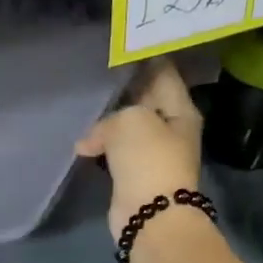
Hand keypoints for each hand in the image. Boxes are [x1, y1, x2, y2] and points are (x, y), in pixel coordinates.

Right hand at [76, 59, 203, 242]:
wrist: (150, 216)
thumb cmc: (148, 160)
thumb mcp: (131, 120)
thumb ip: (111, 116)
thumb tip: (92, 140)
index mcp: (180, 110)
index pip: (164, 73)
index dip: (144, 58)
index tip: (120, 46)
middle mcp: (170, 128)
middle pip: (145, 98)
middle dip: (122, 88)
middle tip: (93, 71)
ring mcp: (152, 152)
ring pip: (127, 126)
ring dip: (108, 118)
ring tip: (82, 101)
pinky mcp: (134, 172)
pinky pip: (115, 149)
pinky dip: (101, 144)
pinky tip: (82, 140)